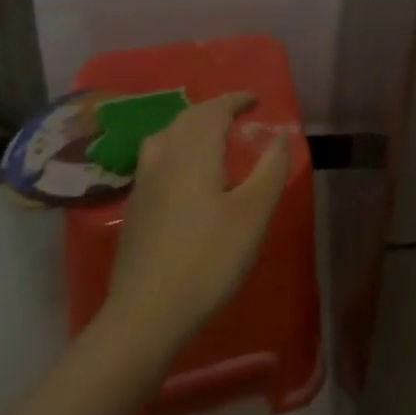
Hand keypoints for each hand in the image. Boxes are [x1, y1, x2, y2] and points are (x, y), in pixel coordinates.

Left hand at [102, 92, 290, 344]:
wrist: (145, 314)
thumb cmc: (208, 258)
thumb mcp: (253, 213)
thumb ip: (270, 169)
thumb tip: (279, 137)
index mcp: (195, 152)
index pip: (214, 110)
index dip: (235, 100)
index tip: (255, 100)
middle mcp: (165, 158)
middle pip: (187, 119)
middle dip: (213, 110)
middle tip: (237, 114)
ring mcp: (144, 184)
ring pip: (166, 137)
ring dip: (190, 127)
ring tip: (209, 136)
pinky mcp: (135, 208)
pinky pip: (156, 159)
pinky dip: (176, 149)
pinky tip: (185, 174)